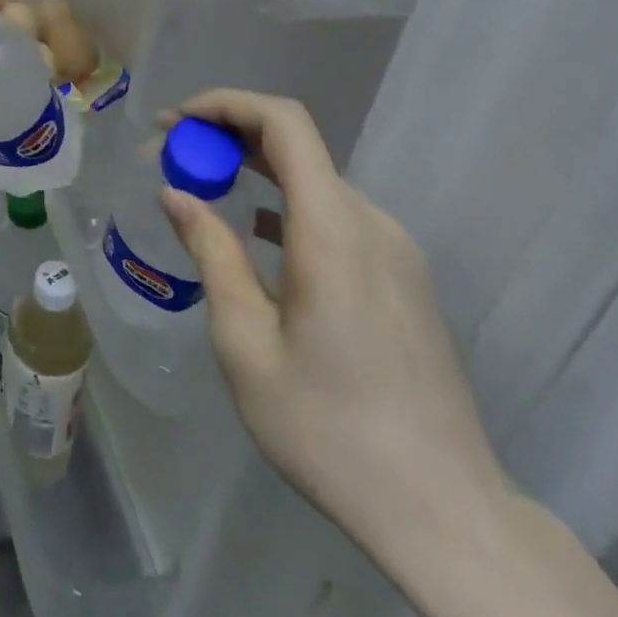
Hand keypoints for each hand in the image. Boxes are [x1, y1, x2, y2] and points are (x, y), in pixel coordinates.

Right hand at [158, 90, 510, 563]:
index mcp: (332, 230)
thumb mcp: (245, 341)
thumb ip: (212, 253)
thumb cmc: (328, 426)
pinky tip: (257, 234)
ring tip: (204, 189)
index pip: (284, 123)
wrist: (444, 512)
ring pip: (316, 182)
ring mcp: (395, 251)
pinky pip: (336, 217)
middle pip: (297, 147)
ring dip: (256, 171)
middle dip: (228, 137)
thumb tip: (177, 194)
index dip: (226, 104)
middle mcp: (370, 223)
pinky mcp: (403, 278)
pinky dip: (287, 205)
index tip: (176, 123)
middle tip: (173, 155)